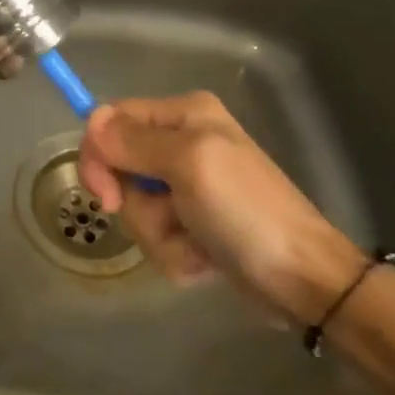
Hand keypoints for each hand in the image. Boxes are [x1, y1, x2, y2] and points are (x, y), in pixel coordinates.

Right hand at [77, 91, 364, 324]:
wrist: (303, 279)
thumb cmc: (247, 211)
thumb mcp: (189, 164)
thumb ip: (134, 142)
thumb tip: (91, 123)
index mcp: (183, 114)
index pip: (112, 120)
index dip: (99, 154)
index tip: (104, 192)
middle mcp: (182, 142)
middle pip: (119, 167)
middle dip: (136, 203)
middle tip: (164, 219)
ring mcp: (187, 185)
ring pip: (135, 207)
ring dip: (159, 234)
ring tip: (196, 244)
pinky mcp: (192, 223)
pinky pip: (156, 234)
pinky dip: (175, 253)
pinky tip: (204, 259)